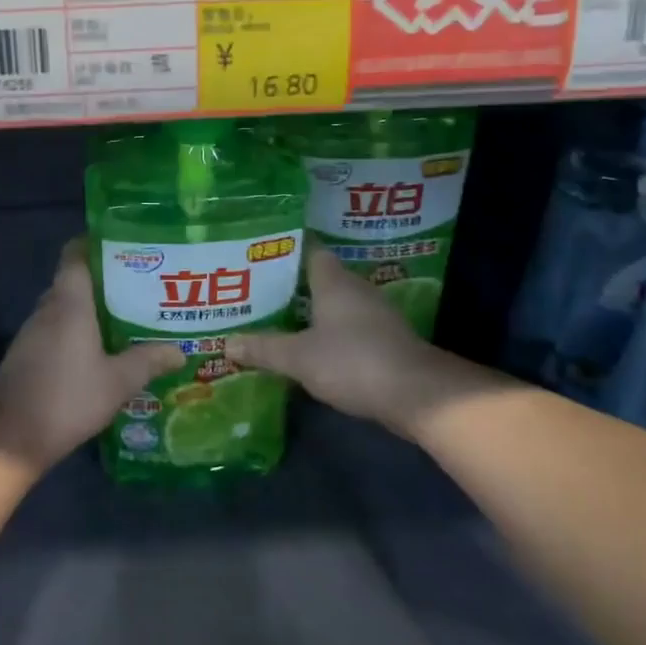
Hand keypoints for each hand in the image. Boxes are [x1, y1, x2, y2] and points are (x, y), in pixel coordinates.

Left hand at [0, 240, 182, 473]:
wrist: (9, 438)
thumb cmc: (67, 398)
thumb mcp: (118, 382)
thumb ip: (148, 361)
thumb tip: (179, 350)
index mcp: (69, 303)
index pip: (75, 254)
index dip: (96, 244)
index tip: (125, 248)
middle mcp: (47, 309)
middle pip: (74, 281)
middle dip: (105, 281)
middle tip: (141, 287)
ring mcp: (33, 333)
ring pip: (65, 308)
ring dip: (91, 310)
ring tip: (127, 318)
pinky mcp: (27, 355)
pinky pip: (56, 331)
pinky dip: (77, 333)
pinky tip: (100, 352)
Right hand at [226, 248, 467, 435]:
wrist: (418, 395)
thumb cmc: (353, 361)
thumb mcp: (299, 358)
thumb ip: (263, 348)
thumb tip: (227, 343)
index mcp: (334, 282)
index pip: (309, 250)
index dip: (286, 249)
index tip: (260, 251)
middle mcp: (356, 290)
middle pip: (321, 278)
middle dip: (291, 283)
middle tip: (257, 290)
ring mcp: (375, 315)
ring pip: (335, 304)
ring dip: (311, 311)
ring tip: (277, 318)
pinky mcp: (385, 340)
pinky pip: (348, 327)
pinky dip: (329, 333)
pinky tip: (310, 347)